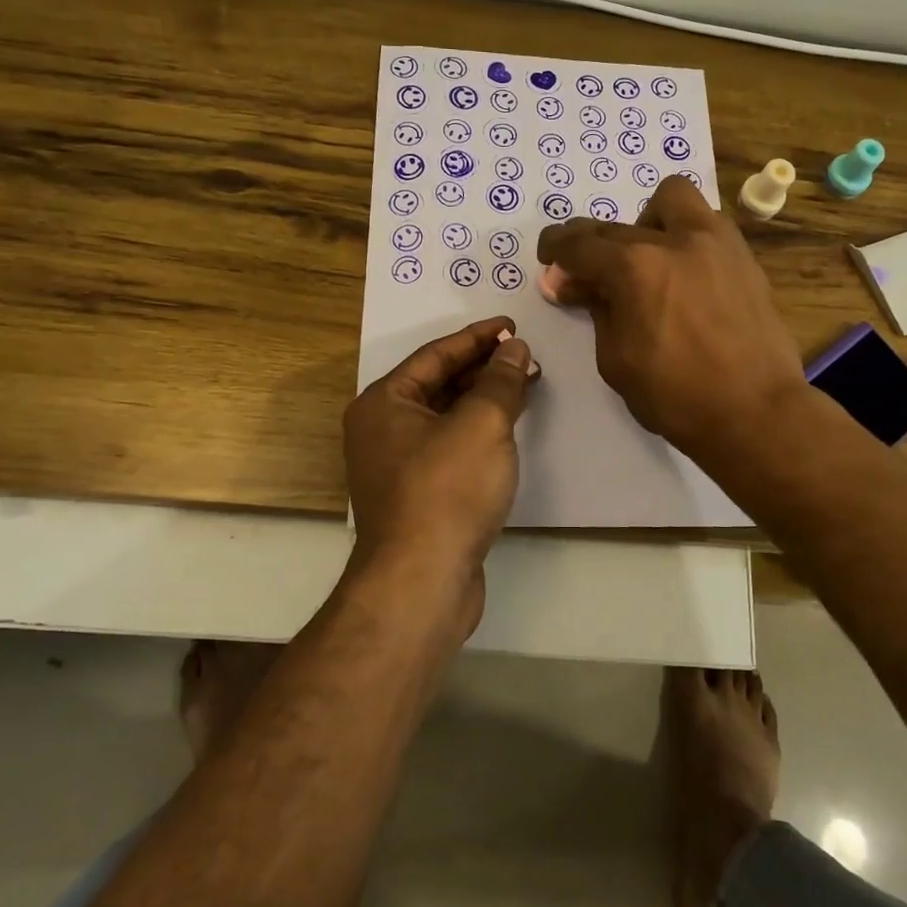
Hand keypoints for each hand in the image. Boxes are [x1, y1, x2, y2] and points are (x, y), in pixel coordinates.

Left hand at [343, 317, 539, 631]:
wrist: (422, 580)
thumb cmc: (447, 489)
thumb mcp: (482, 423)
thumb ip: (500, 380)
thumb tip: (514, 348)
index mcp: (383, 403)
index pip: (435, 355)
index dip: (477, 337)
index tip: (512, 326)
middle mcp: (381, 429)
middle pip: (438, 384)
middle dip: (484, 369)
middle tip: (525, 356)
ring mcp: (397, 465)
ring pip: (445, 417)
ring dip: (484, 399)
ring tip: (525, 385)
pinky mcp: (417, 495)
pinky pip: (449, 446)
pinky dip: (478, 432)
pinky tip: (508, 429)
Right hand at [536, 177, 805, 466]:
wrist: (756, 412)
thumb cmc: (676, 396)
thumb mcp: (616, 359)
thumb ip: (595, 310)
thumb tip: (572, 282)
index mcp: (635, 268)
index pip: (580, 245)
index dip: (556, 250)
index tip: (548, 259)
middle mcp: (675, 240)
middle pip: (617, 226)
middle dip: (592, 245)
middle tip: (586, 275)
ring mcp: (716, 243)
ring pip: (672, 198)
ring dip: (646, 222)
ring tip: (644, 259)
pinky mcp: (743, 257)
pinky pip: (705, 224)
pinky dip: (683, 236)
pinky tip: (681, 272)